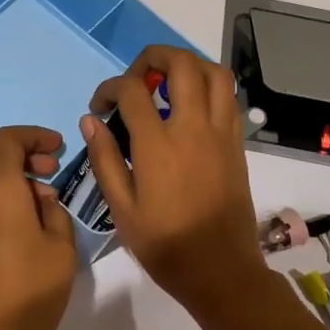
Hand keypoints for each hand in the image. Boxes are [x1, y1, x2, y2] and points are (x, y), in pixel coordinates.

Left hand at [0, 126, 77, 329]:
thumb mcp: (61, 249)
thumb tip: (40, 198)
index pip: (7, 140)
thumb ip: (54, 211)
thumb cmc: (30, 293)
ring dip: (5, 172)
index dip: (34, 136)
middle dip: (18, 152)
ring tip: (40, 198)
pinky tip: (21, 219)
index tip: (59, 149)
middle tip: (49, 170)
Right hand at [82, 48, 266, 315]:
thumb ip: (104, 159)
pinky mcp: (237, 145)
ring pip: (214, 73)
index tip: (100, 106)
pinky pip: (229, 98)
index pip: (132, 90)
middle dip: (153, 57)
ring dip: (188, 66)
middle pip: (181, 64)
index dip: (109, 87)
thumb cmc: (165, 246)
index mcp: (159, 145)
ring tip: (166, 85)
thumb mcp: (122, 208)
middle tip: (135, 79)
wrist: (220, 272)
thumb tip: (91, 120)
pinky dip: (209, 88)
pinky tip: (190, 109)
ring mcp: (221, 134)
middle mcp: (194, 128)